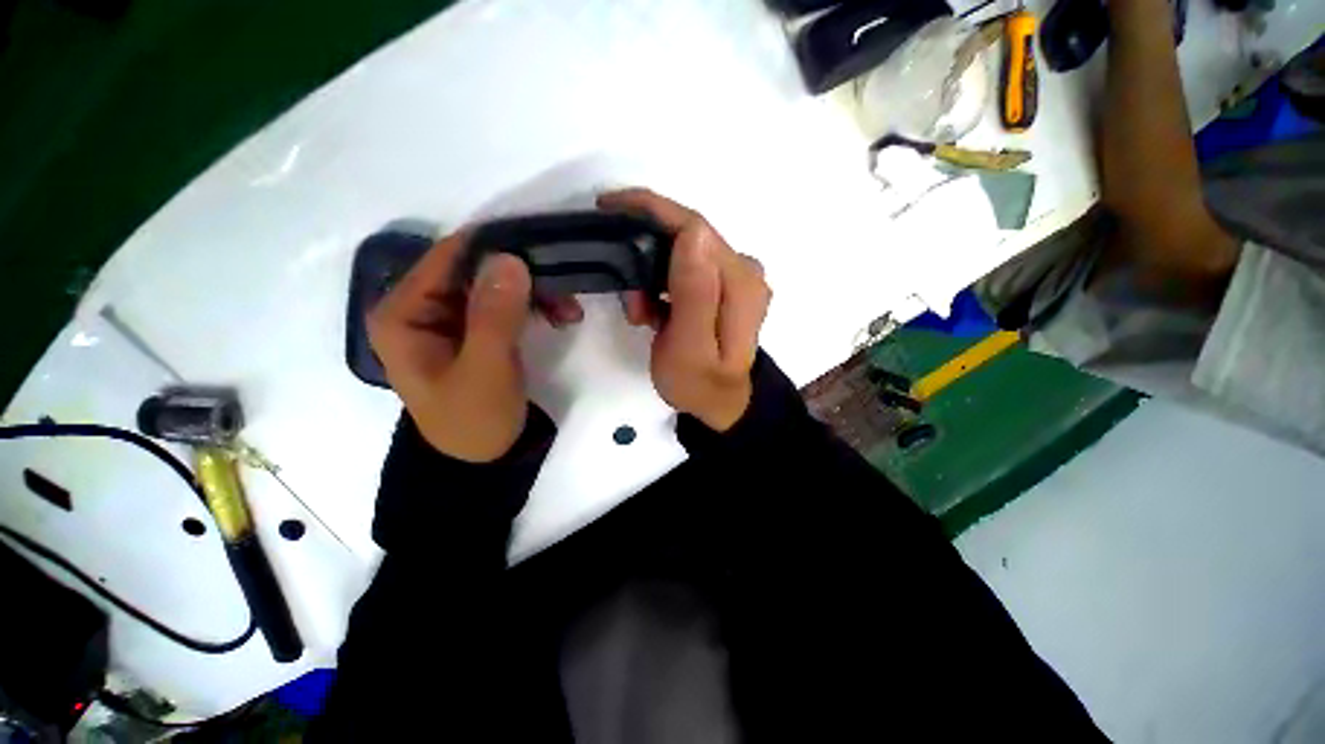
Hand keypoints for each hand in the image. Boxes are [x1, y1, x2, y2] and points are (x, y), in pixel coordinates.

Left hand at [368, 232, 577, 461]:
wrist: (482, 457)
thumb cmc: (474, 419)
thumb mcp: (485, 370)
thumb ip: (494, 316)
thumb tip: (509, 258)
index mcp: (403, 313)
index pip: (447, 258)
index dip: (494, 248)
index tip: (542, 249)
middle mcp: (421, 306)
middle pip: (475, 269)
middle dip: (524, 276)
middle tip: (566, 289)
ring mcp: (450, 317)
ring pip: (496, 284)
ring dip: (536, 292)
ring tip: (570, 311)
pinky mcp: (475, 329)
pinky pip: (506, 304)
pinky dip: (536, 306)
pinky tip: (561, 317)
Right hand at [599, 189, 771, 431]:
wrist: (718, 405)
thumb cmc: (698, 384)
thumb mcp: (690, 347)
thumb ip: (694, 293)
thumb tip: (693, 232)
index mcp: (740, 282)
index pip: (694, 227)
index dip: (651, 209)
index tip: (608, 207)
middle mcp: (745, 270)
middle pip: (688, 239)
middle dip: (646, 255)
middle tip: (628, 301)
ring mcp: (737, 278)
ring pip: (683, 254)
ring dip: (652, 276)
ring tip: (639, 313)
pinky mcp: (725, 288)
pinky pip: (687, 270)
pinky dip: (663, 285)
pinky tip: (655, 312)